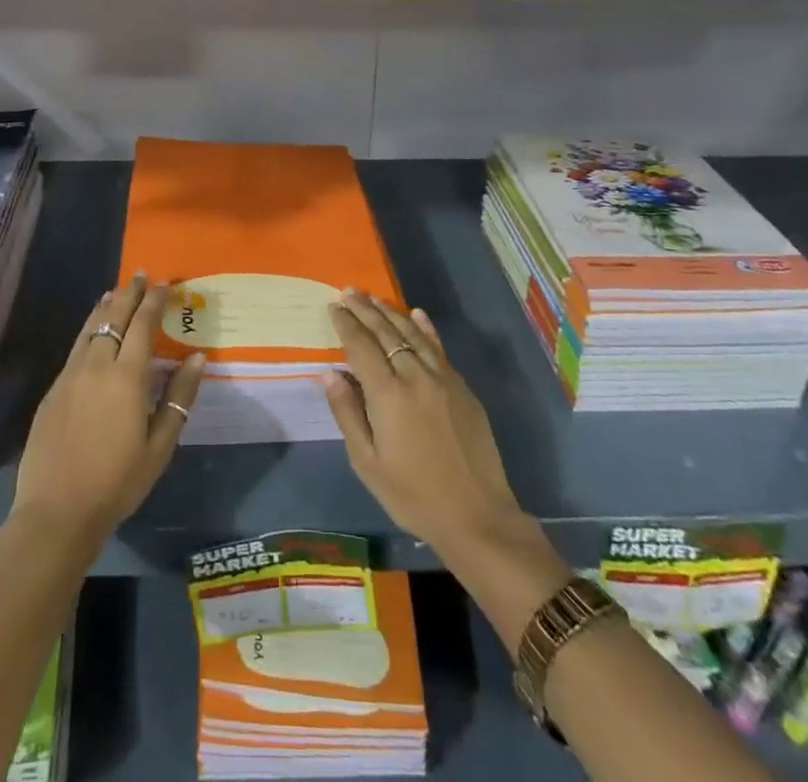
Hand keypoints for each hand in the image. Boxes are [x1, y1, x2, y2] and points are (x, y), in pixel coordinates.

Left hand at [12, 275, 205, 547]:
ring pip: (90, 328)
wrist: (56, 511)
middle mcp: (96, 365)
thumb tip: (198, 358)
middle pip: (113, 317)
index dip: (154, 301)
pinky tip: (93, 332)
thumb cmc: (117, 482)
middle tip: (141, 275)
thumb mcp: (160, 446)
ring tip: (116, 291)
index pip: (142, 324)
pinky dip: (89, 329)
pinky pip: (76, 347)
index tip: (165, 284)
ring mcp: (70, 376)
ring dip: (106, 306)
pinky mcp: (53, 390)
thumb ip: (179, 397)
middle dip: (129, 293)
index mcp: (127, 376)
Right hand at [322, 289, 532, 563]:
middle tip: (349, 291)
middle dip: (365, 310)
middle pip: (386, 332)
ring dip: (391, 313)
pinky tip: (417, 315)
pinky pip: (439, 348)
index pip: (361, 346)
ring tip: (373, 298)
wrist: (477, 516)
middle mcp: (416, 376)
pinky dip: (426, 328)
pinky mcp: (462, 388)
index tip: (333, 307)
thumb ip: (348, 413)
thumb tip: (330, 373)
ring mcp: (443, 379)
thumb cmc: (413, 495)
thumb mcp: (367, 463)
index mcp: (388, 394)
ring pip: (413, 334)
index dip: (346, 324)